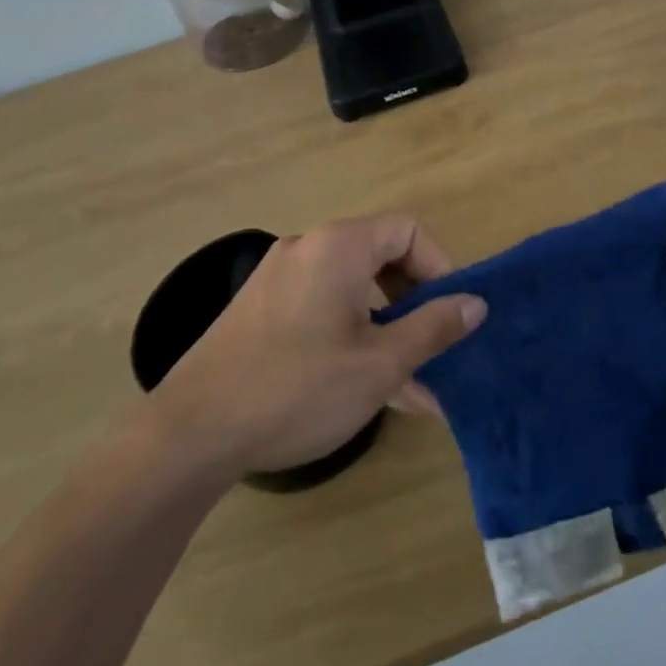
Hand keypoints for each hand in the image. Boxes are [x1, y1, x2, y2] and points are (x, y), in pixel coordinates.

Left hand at [154, 214, 486, 479]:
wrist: (190, 434)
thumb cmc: (298, 389)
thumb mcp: (380, 363)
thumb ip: (434, 327)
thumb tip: (475, 303)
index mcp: (338, 247)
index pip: (407, 230)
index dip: (439, 266)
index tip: (450, 314)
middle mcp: (307, 249)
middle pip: (381, 257)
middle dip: (415, 304)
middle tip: (433, 348)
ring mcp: (278, 280)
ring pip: (353, 292)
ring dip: (387, 330)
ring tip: (411, 385)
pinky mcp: (260, 312)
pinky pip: (322, 311)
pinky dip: (351, 337)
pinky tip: (368, 388)